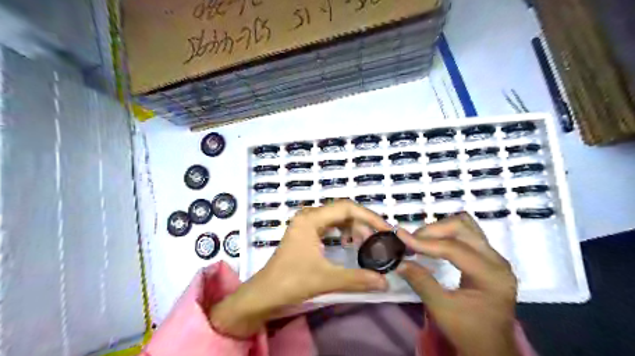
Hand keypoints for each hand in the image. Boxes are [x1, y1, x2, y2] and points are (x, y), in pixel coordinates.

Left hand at [211, 201, 390, 335]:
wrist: (264, 294)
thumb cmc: (291, 282)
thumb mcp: (326, 279)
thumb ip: (358, 279)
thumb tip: (385, 282)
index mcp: (311, 219)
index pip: (346, 208)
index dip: (369, 217)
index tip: (386, 229)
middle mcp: (308, 216)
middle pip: (342, 211)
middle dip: (363, 224)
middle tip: (377, 240)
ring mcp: (306, 224)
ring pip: (336, 219)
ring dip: (353, 229)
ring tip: (365, 244)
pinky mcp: (305, 233)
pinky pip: (329, 226)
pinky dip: (343, 233)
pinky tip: (349, 245)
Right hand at [395, 214, 519, 355]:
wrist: (490, 348)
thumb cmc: (468, 332)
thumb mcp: (441, 309)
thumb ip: (421, 282)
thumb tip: (400, 262)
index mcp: (491, 275)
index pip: (454, 248)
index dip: (425, 242)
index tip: (401, 236)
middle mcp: (497, 260)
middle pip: (462, 227)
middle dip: (433, 230)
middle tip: (412, 241)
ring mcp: (494, 256)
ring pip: (465, 225)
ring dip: (440, 228)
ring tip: (422, 240)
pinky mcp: (488, 257)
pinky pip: (467, 233)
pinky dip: (447, 233)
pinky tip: (435, 243)